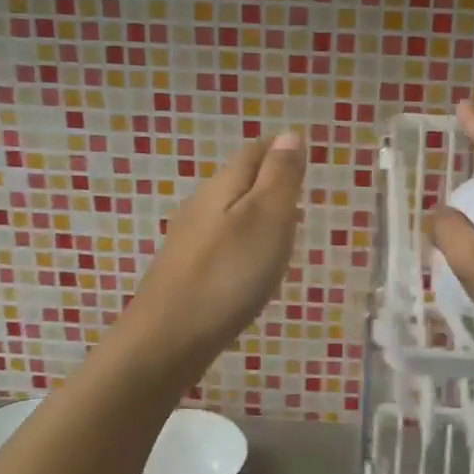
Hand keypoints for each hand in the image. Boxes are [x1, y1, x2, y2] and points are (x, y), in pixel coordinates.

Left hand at [122, 132, 305, 364]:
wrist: (168, 339)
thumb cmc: (227, 274)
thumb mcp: (266, 218)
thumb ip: (280, 176)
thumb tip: (291, 134)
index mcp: (222, 187)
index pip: (254, 153)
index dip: (280, 149)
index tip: (305, 153)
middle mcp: (201, 207)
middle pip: (239, 181)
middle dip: (270, 179)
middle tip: (301, 188)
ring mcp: (190, 241)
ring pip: (230, 213)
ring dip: (259, 212)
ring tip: (287, 226)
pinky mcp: (187, 273)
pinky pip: (223, 243)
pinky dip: (246, 242)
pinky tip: (254, 264)